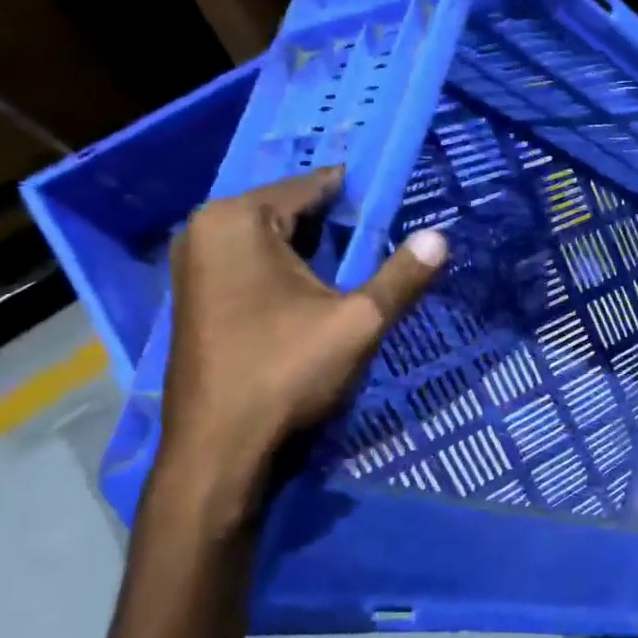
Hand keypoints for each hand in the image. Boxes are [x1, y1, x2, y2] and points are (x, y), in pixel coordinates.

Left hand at [159, 167, 447, 507]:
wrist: (217, 451)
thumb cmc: (284, 373)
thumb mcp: (358, 321)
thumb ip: (402, 275)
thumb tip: (441, 237)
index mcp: (236, 219)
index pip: (314, 186)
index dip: (363, 195)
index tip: (402, 206)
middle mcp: (206, 229)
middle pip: (292, 211)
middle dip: (341, 225)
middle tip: (389, 241)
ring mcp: (196, 263)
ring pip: (274, 239)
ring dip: (318, 250)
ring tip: (365, 266)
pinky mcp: (198, 295)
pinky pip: (255, 263)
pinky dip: (290, 270)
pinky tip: (322, 292)